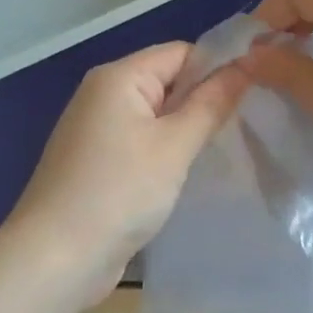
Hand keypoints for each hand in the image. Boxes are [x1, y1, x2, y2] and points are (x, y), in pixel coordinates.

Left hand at [3, 43, 250, 297]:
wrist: (55, 259)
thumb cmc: (119, 192)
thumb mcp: (174, 146)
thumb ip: (212, 103)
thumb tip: (247, 64)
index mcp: (118, 77)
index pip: (181, 53)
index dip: (219, 67)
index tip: (258, 91)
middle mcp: (103, 94)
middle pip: (168, 81)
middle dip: (205, 99)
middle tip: (248, 122)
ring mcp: (97, 129)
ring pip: (156, 115)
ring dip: (187, 128)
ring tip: (226, 147)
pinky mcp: (97, 161)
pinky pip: (142, 141)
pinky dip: (166, 150)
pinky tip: (189, 171)